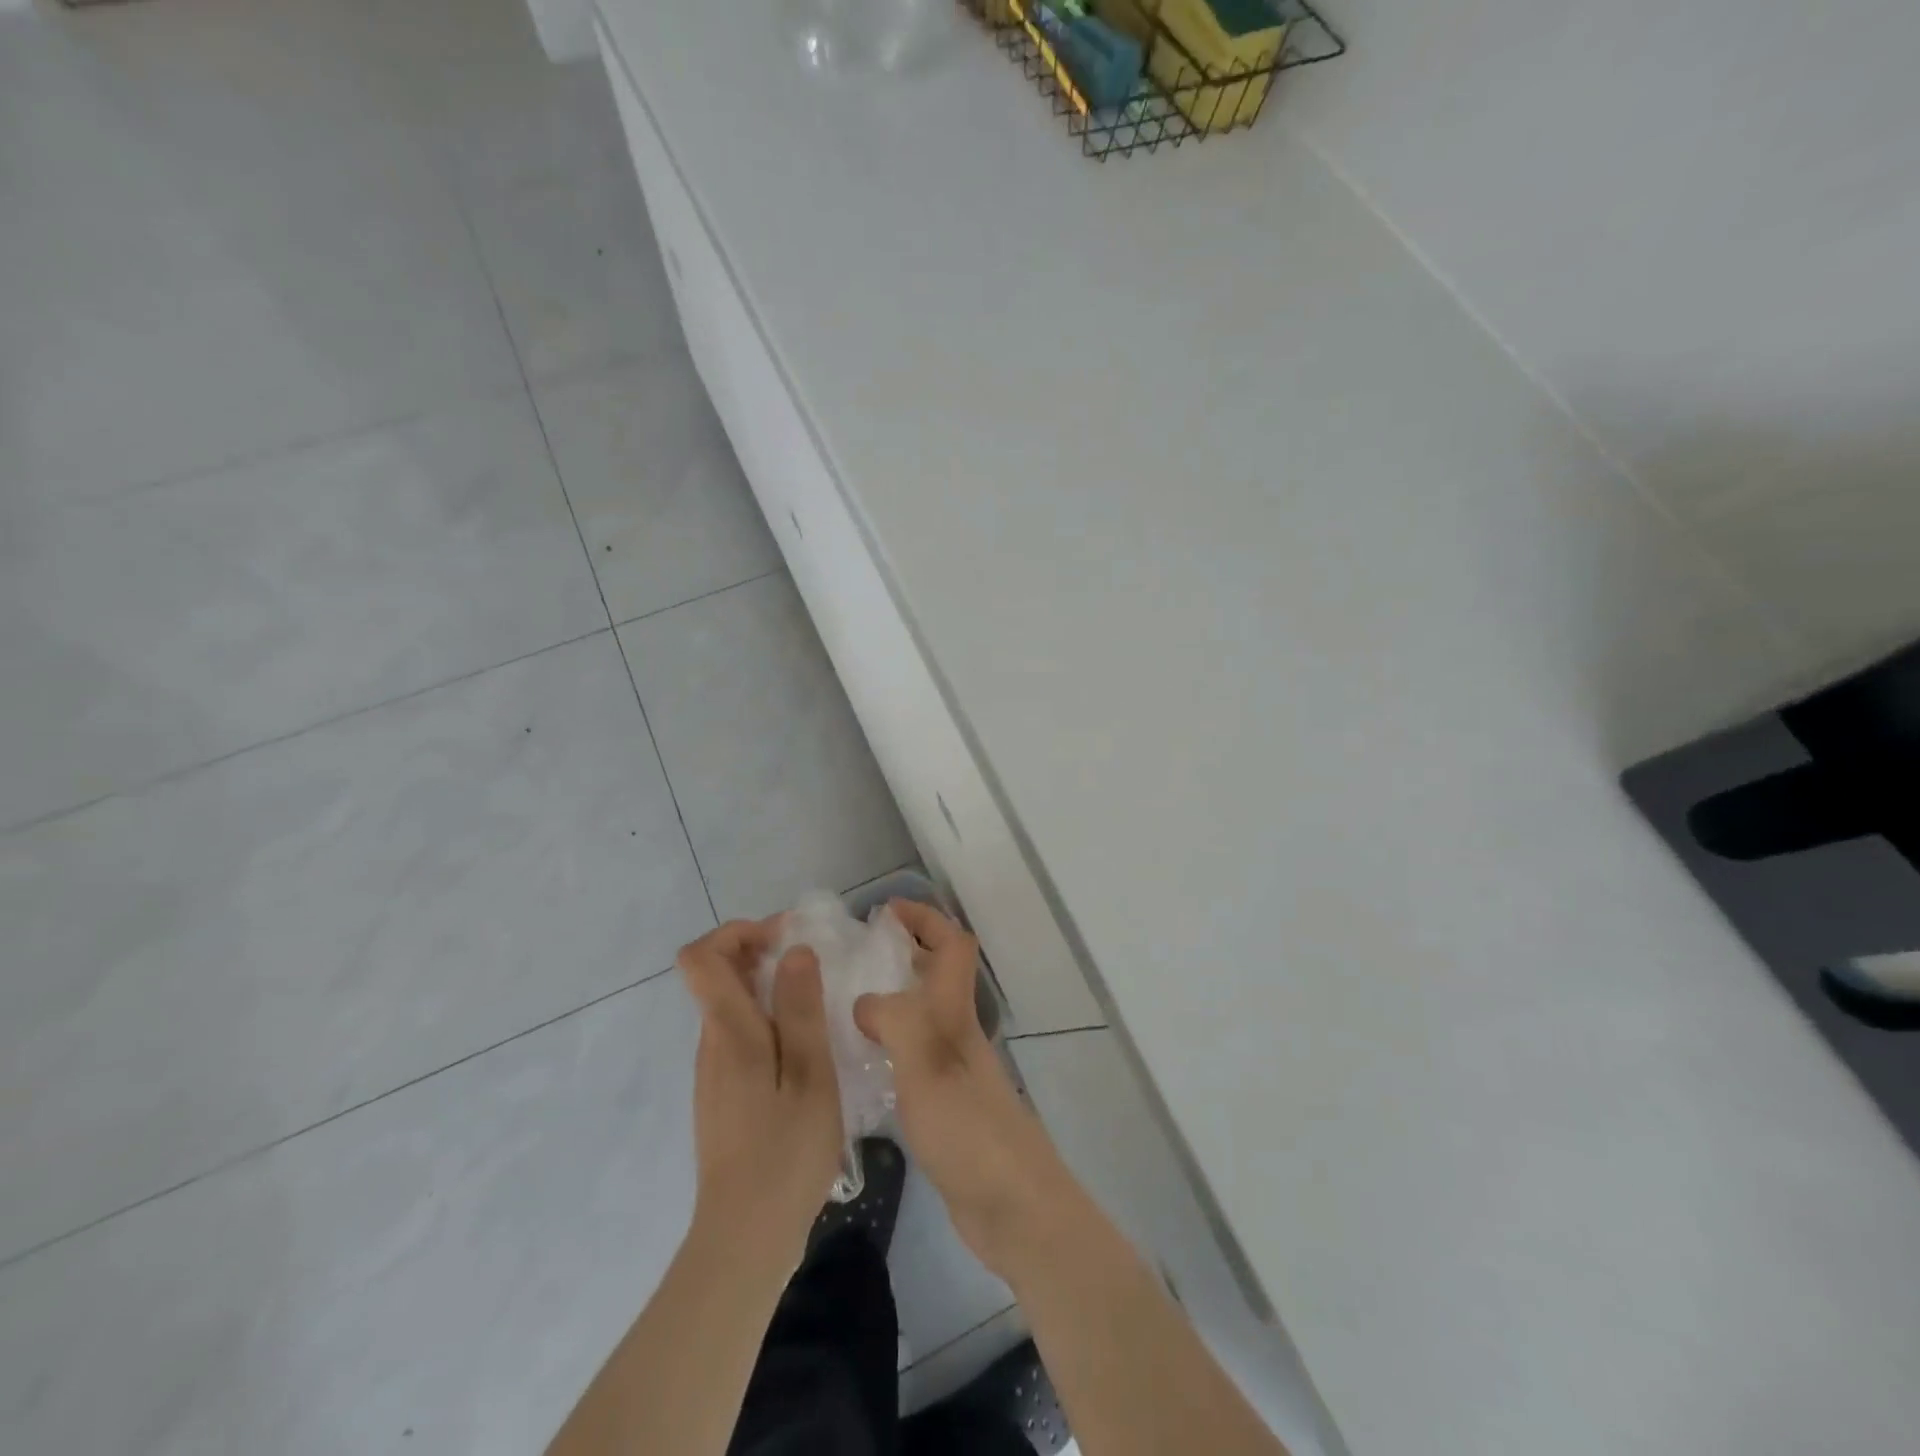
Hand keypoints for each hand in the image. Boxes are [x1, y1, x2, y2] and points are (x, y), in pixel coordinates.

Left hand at [678, 919, 843, 1264]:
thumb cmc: (785, 1153)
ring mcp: (715, 1073)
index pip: (701, 957)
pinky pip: (741, 1036)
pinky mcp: (725, 1096)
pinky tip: (806, 1050)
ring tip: (819, 1006)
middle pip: (717, 976)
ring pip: (732, 1006)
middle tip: (815, 967)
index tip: (785, 938)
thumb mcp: (809, 1074)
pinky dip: (769, 1021)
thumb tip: (794, 950)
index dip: (738, 932)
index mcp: (729, 1032)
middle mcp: (712, 1044)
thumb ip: (800, 1009)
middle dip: (762, 954)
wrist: (746, 1240)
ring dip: (769, 988)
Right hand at [854, 901, 1082, 1280]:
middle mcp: (957, 1034)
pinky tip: (859, 1065)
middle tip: (854, 955)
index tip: (885, 911)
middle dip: (904, 953)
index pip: (952, 945)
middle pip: (937, 975)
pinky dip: (888, 1046)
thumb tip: (863, 1000)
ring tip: (843, 1004)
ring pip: (923, 1016)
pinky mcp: (946, 1107)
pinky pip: (912, 1058)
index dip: (925, 918)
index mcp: (955, 1014)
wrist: (1012, 1206)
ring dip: (893, 999)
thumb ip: (894, 1021)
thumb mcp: (925, 1064)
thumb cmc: (968, 1128)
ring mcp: (954, 1071)